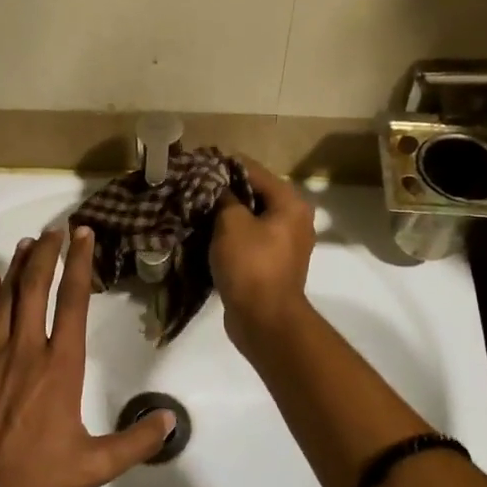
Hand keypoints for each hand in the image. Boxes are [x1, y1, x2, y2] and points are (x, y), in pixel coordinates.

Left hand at [0, 226, 174, 486]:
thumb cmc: (35, 479)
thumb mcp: (94, 466)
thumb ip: (136, 441)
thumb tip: (172, 421)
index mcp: (60, 368)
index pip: (73, 302)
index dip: (80, 265)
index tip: (83, 235)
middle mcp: (25, 351)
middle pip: (35, 289)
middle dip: (47, 253)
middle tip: (55, 229)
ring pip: (4, 300)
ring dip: (17, 268)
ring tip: (27, 243)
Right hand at [211, 156, 314, 348]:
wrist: (264, 319)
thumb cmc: (250, 265)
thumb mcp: (231, 223)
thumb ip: (223, 196)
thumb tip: (216, 184)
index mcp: (290, 203)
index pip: (253, 170)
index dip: (223, 166)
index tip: (195, 166)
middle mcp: (294, 219)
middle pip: (254, 194)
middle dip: (224, 192)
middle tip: (192, 191)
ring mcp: (286, 244)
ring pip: (251, 219)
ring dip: (226, 216)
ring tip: (196, 212)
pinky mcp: (273, 265)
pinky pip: (250, 241)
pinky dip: (231, 238)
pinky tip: (207, 237)